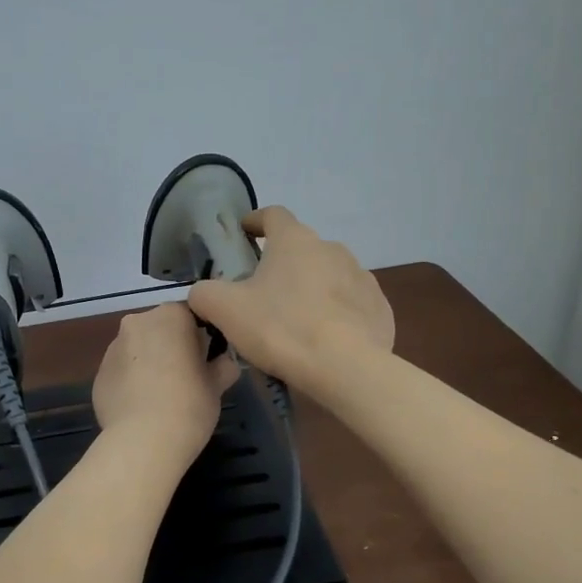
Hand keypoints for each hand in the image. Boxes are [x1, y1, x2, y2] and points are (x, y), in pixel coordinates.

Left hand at [92, 302, 239, 463]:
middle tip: (187, 378)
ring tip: (162, 396)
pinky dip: (131, 382)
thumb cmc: (189, 405)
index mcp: (170, 316)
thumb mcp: (217, 385)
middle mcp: (137, 322)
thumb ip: (223, 365)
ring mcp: (112, 348)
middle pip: (160, 329)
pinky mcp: (98, 375)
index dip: (200, 338)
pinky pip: (121, 372)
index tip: (206, 360)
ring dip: (149, 363)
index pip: (190, 316)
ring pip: (138, 350)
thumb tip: (224, 362)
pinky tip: (142, 407)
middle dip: (171, 347)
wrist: (143, 441)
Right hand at [186, 206, 392, 393]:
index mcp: (294, 240)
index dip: (255, 221)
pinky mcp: (379, 307)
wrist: (346, 368)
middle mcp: (332, 248)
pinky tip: (325, 339)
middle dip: (282, 264)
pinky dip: (336, 314)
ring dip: (311, 288)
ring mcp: (361, 277)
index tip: (244, 233)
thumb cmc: (280, 328)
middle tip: (262, 293)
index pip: (273, 215)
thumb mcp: (225, 311)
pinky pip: (351, 304)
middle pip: (301, 248)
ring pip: (328, 275)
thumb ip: (205, 293)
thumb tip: (202, 292)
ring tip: (296, 320)